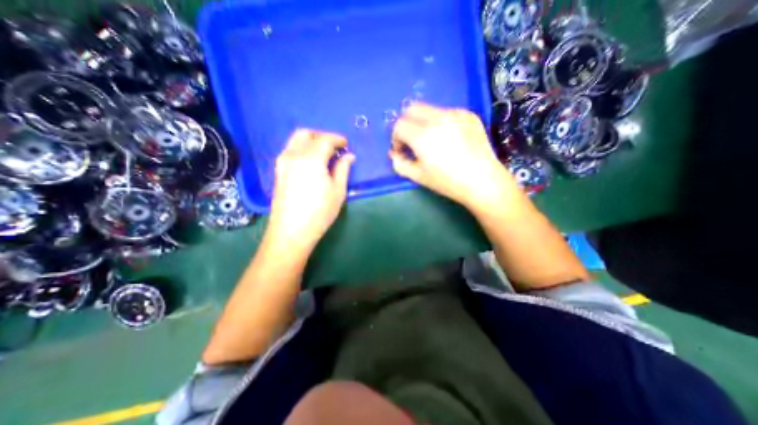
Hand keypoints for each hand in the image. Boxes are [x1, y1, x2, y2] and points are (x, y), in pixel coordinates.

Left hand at [264, 130, 353, 254]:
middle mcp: (294, 155)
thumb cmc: (320, 212)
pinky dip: (303, 149)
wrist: (291, 231)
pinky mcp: (278, 171)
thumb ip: (343, 169)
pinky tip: (312, 162)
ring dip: (312, 141)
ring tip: (325, 154)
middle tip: (335, 147)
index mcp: (311, 158)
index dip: (338, 139)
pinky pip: (291, 150)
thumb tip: (349, 156)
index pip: (325, 139)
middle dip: (322, 136)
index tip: (346, 144)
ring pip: (296, 140)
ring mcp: (283, 162)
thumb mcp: (338, 191)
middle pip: (307, 134)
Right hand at [388, 103, 517, 211]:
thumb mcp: (418, 176)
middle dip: (406, 123)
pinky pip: (448, 113)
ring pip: (430, 110)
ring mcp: (455, 114)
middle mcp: (437, 118)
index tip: (402, 150)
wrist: (482, 181)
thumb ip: (399, 164)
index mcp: (422, 135)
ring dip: (424, 122)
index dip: (396, 138)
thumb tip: (394, 154)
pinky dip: (441, 122)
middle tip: (411, 140)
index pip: (399, 125)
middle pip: (412, 108)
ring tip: (432, 141)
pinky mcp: (469, 115)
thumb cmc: (448, 182)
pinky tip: (449, 138)